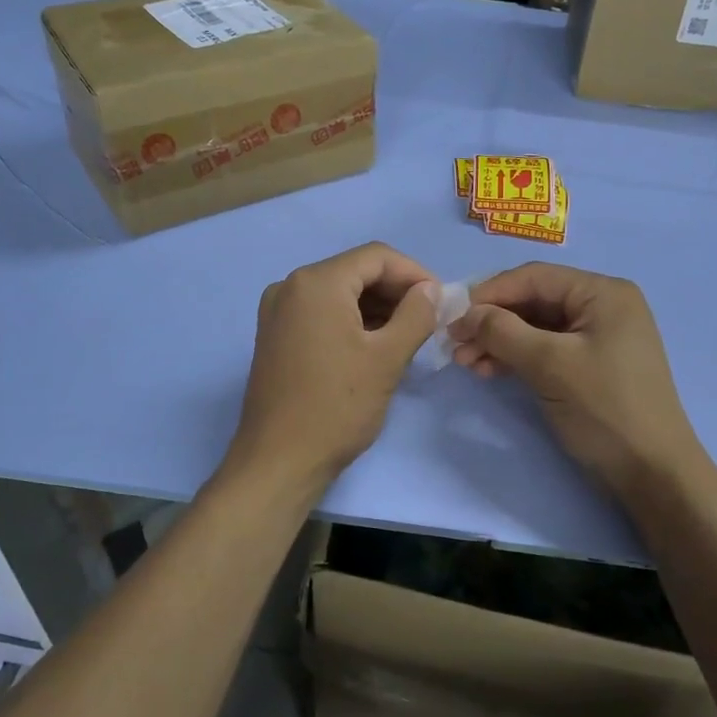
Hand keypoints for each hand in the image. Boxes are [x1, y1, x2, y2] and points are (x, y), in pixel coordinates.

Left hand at [228, 243, 439, 492]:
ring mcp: (278, 311)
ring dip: (377, 307)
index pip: (377, 257)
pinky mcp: (275, 335)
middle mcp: (291, 286)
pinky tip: (376, 345)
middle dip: (396, 291)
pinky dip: (352, 321)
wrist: (279, 460)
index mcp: (316, 283)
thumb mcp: (387, 358)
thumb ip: (416, 315)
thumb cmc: (337, 406)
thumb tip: (431, 290)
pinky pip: (322, 313)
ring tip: (408, 335)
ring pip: (340, 293)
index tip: (442, 301)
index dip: (415, 273)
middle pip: (356, 271)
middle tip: (429, 320)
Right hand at [449, 263, 702, 499]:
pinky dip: (516, 358)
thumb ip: (504, 332)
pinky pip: (545, 350)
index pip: (535, 277)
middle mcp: (602, 306)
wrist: (652, 473)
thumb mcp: (550, 365)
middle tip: (454, 345)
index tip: (452, 316)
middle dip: (492, 321)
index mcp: (603, 293)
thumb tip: (466, 314)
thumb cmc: (605, 408)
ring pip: (535, 328)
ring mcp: (598, 337)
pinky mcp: (590, 366)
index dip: (490, 293)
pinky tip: (489, 371)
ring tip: (465, 363)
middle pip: (533, 301)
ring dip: (499, 342)